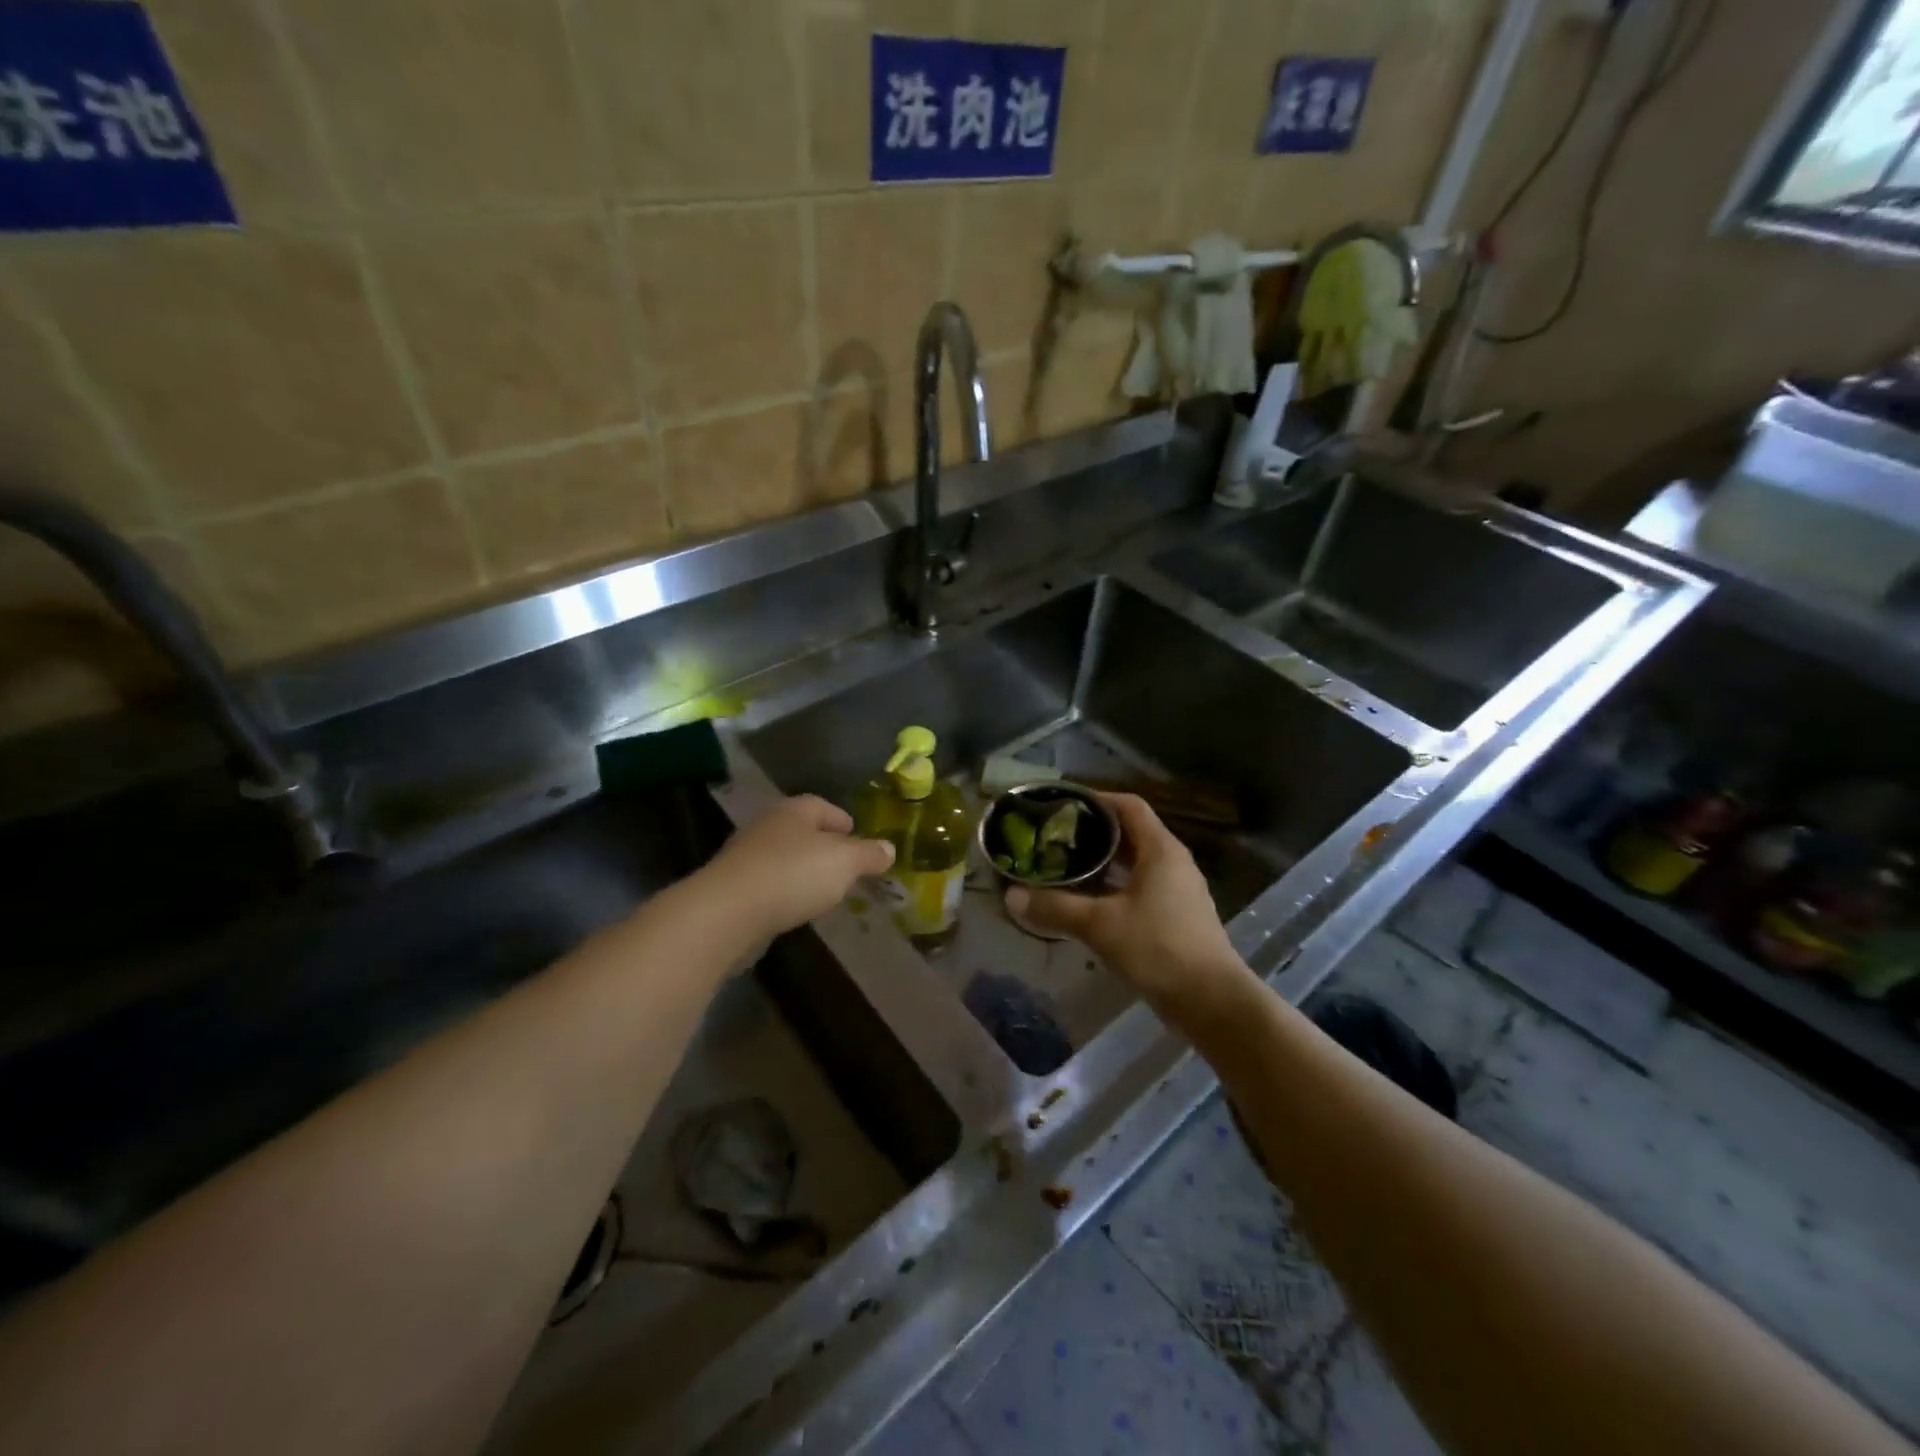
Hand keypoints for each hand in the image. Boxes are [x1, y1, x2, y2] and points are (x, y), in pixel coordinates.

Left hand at [702, 794, 893, 940]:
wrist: (728, 913)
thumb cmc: (793, 874)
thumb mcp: (844, 862)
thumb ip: (868, 854)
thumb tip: (889, 848)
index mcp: (794, 811)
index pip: (822, 806)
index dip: (842, 820)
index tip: (857, 836)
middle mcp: (767, 827)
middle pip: (802, 832)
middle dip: (824, 847)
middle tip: (846, 866)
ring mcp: (746, 858)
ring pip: (784, 859)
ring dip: (804, 871)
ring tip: (825, 891)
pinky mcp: (734, 890)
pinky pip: (769, 885)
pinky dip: (785, 893)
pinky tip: (796, 909)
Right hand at [1005, 793, 1254, 1025]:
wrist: (1212, 1002)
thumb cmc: (1158, 949)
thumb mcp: (1100, 925)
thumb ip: (1055, 908)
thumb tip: (1012, 896)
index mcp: (1161, 849)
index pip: (1128, 805)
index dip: (1096, 799)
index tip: (1063, 806)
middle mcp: (1173, 862)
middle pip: (1130, 833)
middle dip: (1093, 833)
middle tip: (1055, 839)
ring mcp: (1179, 890)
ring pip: (1135, 863)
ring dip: (1103, 863)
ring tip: (1066, 868)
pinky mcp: (1177, 916)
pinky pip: (1141, 888)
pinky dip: (1115, 888)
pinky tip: (1089, 904)